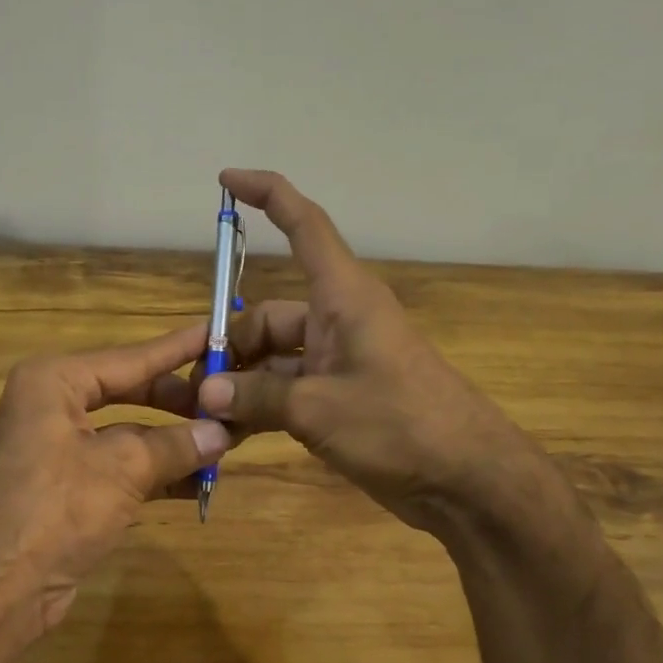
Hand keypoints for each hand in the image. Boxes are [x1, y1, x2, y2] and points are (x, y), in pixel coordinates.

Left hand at [0, 323, 229, 634]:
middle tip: (229, 401)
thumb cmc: (54, 509)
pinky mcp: (66, 490)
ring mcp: (57, 450)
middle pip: (129, 392)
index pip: (130, 358)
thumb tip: (222, 433)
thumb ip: (175, 446)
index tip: (218, 331)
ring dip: (173, 443)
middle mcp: (51, 407)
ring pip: (127, 435)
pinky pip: (119, 469)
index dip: (177, 349)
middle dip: (178, 404)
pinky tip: (197, 483)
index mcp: (54, 382)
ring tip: (226, 443)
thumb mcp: (122, 469)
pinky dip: (155, 474)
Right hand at [197, 169, 532, 533]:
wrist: (467, 481)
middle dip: (228, 347)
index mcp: (343, 298)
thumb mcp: (319, 409)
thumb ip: (257, 397)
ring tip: (205, 419)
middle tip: (195, 390)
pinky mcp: (340, 398)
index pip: (304, 226)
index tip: (226, 181)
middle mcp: (338, 321)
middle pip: (267, 316)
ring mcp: (338, 362)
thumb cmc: (400, 425)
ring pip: (272, 359)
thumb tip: (206, 392)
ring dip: (240, 386)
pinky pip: (286, 391)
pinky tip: (230, 434)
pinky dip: (260, 408)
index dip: (267, 195)